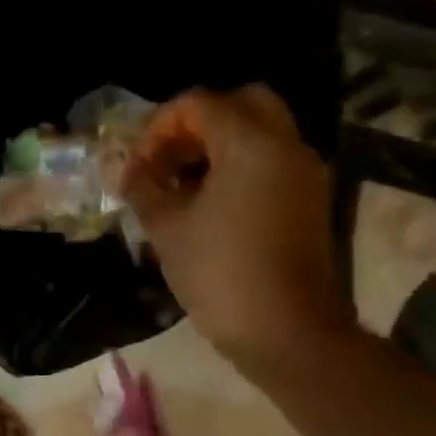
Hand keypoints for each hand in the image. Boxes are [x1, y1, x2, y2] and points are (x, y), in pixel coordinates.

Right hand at [120, 85, 354, 374]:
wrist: (288, 332)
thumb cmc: (220, 272)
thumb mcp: (167, 228)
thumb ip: (143, 187)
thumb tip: (127, 170)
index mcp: (251, 144)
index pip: (200, 103)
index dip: (160, 126)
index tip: (139, 163)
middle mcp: (286, 147)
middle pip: (243, 103)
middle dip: (198, 123)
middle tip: (168, 157)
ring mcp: (304, 174)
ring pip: (260, 132)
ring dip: (218, 145)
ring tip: (179, 184)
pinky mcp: (308, 201)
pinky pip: (271, 161)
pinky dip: (239, 166)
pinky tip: (206, 204)